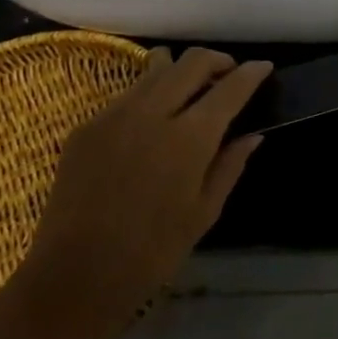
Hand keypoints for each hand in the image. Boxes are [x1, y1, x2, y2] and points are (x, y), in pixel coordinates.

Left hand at [12, 48, 271, 338]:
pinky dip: (151, 93)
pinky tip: (154, 120)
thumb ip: (230, 165)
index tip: (264, 67)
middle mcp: (152, 113)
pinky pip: (128, 94)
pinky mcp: (86, 126)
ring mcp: (114, 115)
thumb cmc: (152, 253)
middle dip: (218, 61)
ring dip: (182, 70)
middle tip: (229, 74)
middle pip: (192, 62)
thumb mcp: (205, 213)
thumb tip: (252, 134)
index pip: (230, 88)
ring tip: (192, 88)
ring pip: (156, 69)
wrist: (73, 278)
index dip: (252, 73)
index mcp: (189, 139)